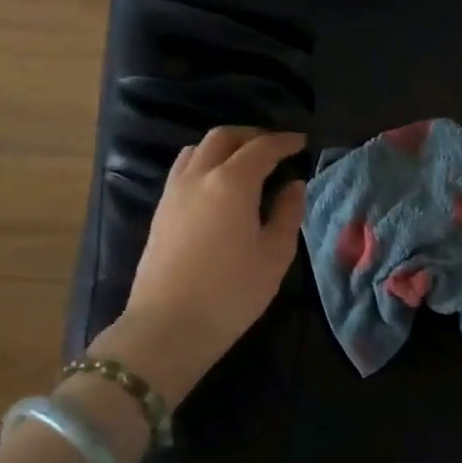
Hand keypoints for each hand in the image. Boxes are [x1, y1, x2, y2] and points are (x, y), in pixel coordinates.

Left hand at [90, 127, 307, 404]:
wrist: (169, 326)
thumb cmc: (232, 292)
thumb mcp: (274, 255)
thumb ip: (286, 213)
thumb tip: (293, 186)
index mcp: (231, 183)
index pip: (261, 148)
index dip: (283, 142)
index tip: (301, 142)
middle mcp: (199, 177)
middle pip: (223, 138)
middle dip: (251, 136)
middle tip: (274, 148)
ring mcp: (173, 192)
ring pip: (197, 150)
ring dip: (224, 147)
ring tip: (244, 164)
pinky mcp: (160, 211)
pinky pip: (184, 170)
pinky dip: (205, 164)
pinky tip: (219, 187)